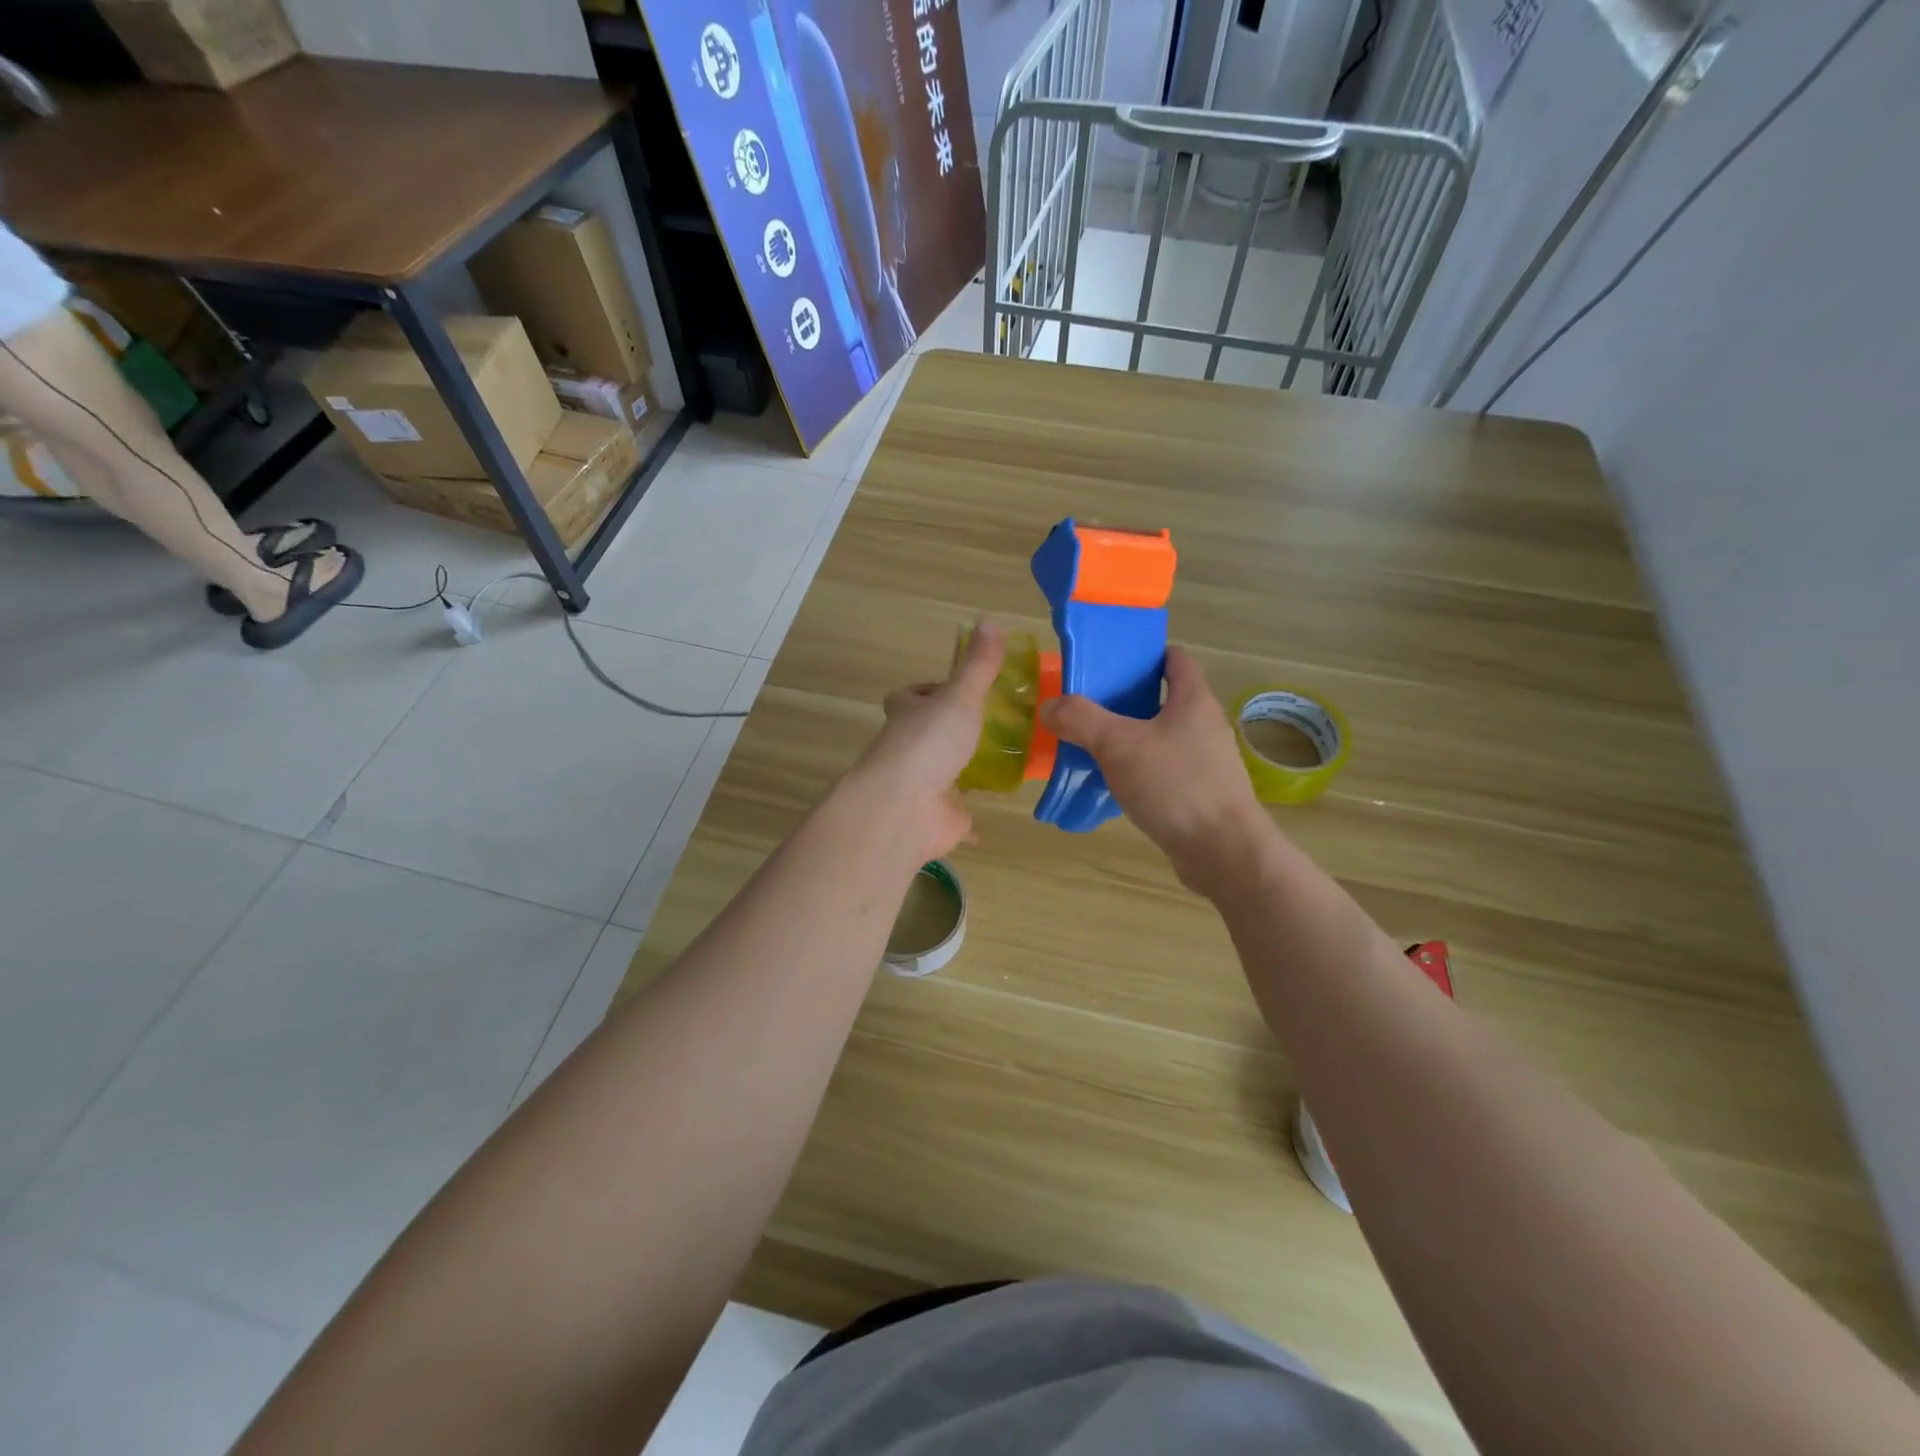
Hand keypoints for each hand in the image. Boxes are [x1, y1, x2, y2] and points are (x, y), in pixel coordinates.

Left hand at [848, 621, 1006, 862]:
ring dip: (962, 769)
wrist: (904, 809)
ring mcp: (921, 785)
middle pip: (926, 734)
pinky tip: (994, 809)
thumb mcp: (959, 697)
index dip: (930, 691)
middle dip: (950, 731)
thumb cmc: (928, 743)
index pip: (911, 696)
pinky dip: (969, 814)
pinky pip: (956, 811)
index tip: (959, 690)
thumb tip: (990, 619)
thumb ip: (977, 666)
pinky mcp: (936, 817)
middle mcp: (909, 748)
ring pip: (941, 772)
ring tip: (1003, 760)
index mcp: (908, 715)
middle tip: (991, 724)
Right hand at [1040, 646, 1273, 898]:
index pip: (1176, 659)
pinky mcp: (1201, 794)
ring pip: (1161, 738)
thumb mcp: (1118, 745)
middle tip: (1087, 707)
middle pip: (1163, 699)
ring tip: (1092, 747)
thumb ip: (1080, 720)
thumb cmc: (1175, 786)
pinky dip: (1139, 771)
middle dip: (1126, 700)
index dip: (1144, 654)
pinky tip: (1113, 785)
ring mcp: (1206, 762)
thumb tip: (1050, 706)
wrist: (1223, 853)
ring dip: (1130, 739)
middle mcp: (1205, 725)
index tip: (1110, 662)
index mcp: (1194, 700)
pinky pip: (1164, 771)